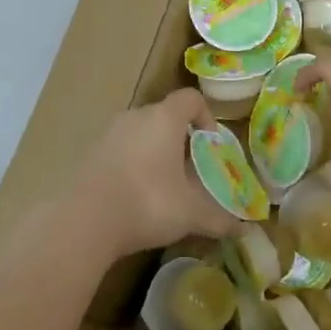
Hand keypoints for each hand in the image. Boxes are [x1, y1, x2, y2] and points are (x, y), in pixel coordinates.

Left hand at [65, 88, 244, 263]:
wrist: (84, 221)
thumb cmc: (148, 203)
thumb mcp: (190, 214)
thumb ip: (219, 219)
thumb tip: (246, 230)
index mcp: (164, 118)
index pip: (191, 99)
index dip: (206, 116)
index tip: (210, 145)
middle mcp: (135, 116)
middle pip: (164, 116)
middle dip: (180, 139)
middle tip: (189, 170)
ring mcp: (108, 133)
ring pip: (140, 133)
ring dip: (154, 152)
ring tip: (163, 185)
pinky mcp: (89, 153)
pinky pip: (119, 149)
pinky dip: (131, 164)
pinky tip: (134, 195)